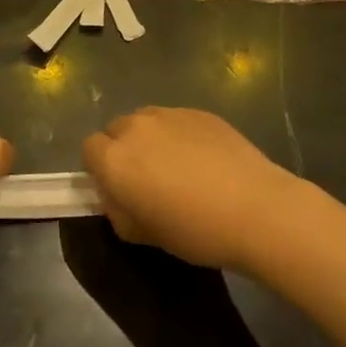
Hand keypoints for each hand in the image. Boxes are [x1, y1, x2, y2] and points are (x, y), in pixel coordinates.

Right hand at [82, 107, 299, 270]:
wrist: (256, 209)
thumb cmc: (195, 231)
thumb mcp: (144, 235)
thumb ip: (118, 211)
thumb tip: (117, 196)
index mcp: (114, 159)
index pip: (89, 149)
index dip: (100, 168)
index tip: (120, 189)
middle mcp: (135, 127)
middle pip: (116, 130)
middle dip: (124, 150)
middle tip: (149, 179)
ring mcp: (168, 114)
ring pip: (146, 121)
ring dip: (151, 139)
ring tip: (178, 167)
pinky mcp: (198, 111)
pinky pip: (176, 120)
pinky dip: (180, 135)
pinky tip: (205, 160)